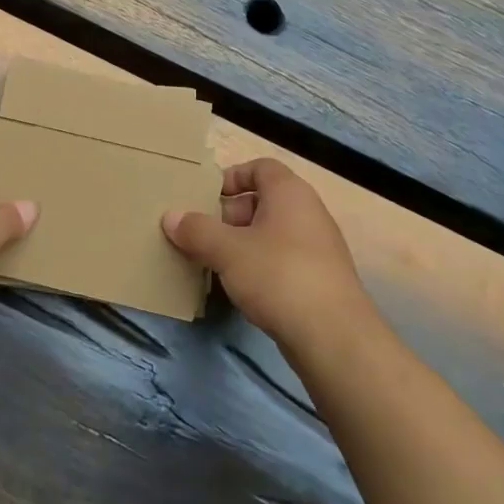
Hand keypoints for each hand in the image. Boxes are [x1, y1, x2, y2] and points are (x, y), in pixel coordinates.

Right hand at [163, 158, 368, 346]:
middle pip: (262, 201)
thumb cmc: (278, 275)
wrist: (333, 335)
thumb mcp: (227, 250)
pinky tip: (239, 287)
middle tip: (200, 234)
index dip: (231, 177)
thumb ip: (196, 230)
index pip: (260, 168)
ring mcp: (317, 247)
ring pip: (270, 234)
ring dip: (240, 244)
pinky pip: (281, 260)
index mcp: (290, 193)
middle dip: (228, 215)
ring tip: (212, 262)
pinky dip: (258, 266)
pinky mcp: (319, 279)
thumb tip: (170, 216)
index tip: (205, 197)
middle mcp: (308, 212)